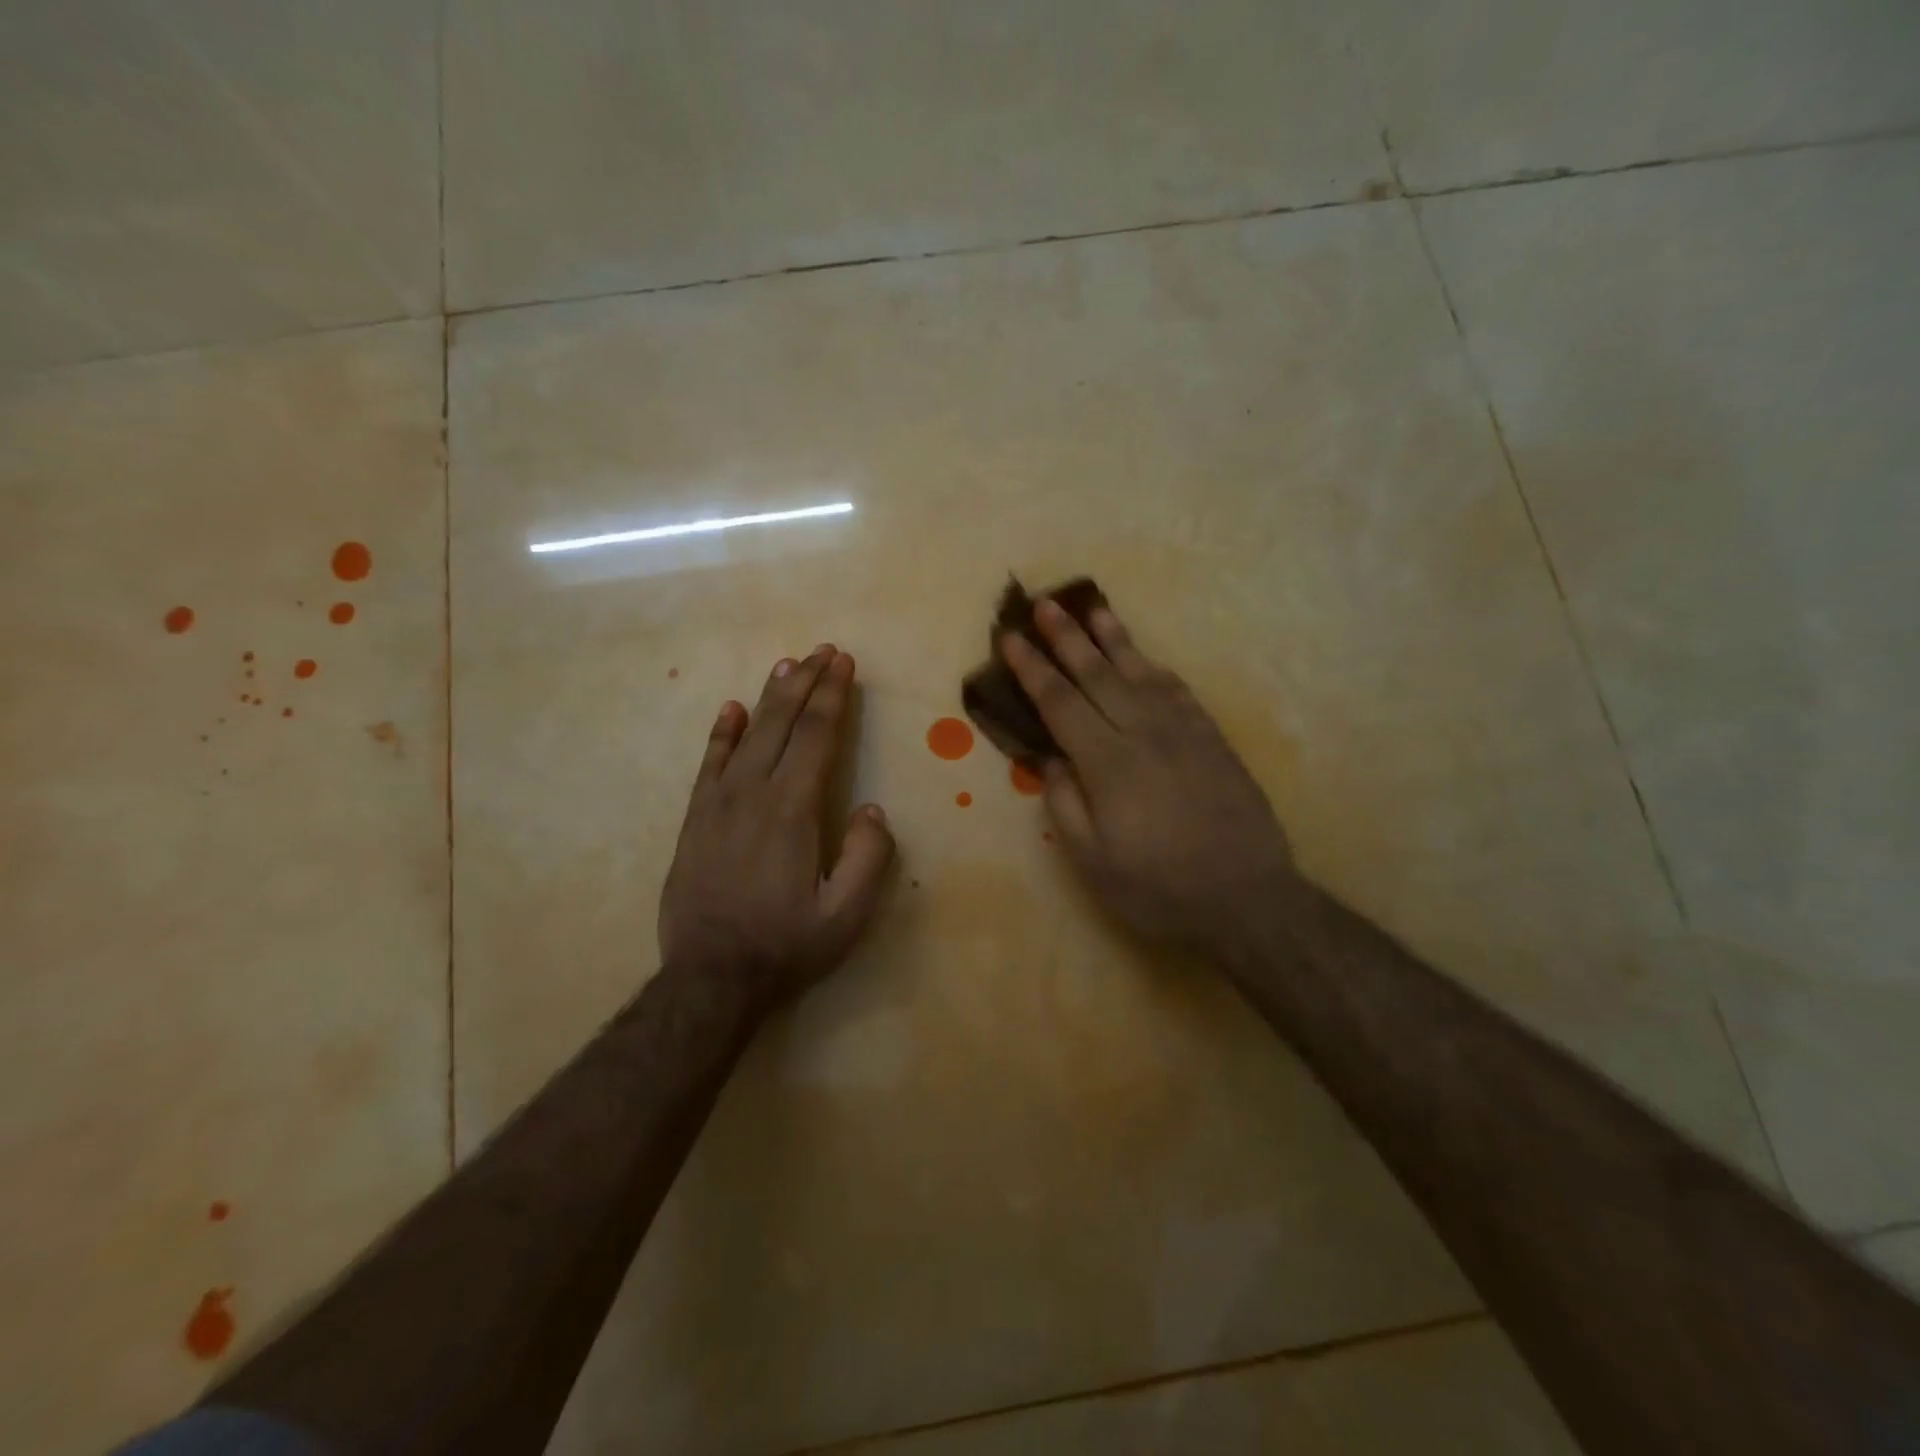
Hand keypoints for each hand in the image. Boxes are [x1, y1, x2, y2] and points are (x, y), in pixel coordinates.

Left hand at [659, 645, 895, 1009]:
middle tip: (823, 651)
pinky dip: (722, 733)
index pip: (816, 736)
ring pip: (747, 735)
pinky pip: (709, 763)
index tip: (844, 663)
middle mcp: (753, 793)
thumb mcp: (846, 916)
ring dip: (770, 696)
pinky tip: (732, 710)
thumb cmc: (785, 946)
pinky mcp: (695, 820)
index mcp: (792, 810)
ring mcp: (717, 804)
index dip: (833, 696)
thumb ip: (868, 858)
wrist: (710, 979)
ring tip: (788, 665)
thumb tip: (871, 810)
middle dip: (806, 683)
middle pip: (782, 723)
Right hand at [1002, 601, 1297, 957]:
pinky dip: (1154, 666)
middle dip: (1066, 636)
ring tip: (1091, 606)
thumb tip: (1051, 757)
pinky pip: (1177, 689)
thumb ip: (1064, 803)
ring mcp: (1183, 730)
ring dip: (1112, 636)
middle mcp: (1144, 733)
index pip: (1060, 703)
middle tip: (1043, 602)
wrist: (1248, 898)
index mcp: (1108, 764)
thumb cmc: (1159, 888)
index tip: (1010, 638)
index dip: (1032, 669)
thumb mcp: (1093, 862)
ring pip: (1140, 671)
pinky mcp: (1212, 738)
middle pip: (1097, 674)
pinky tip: (1144, 656)